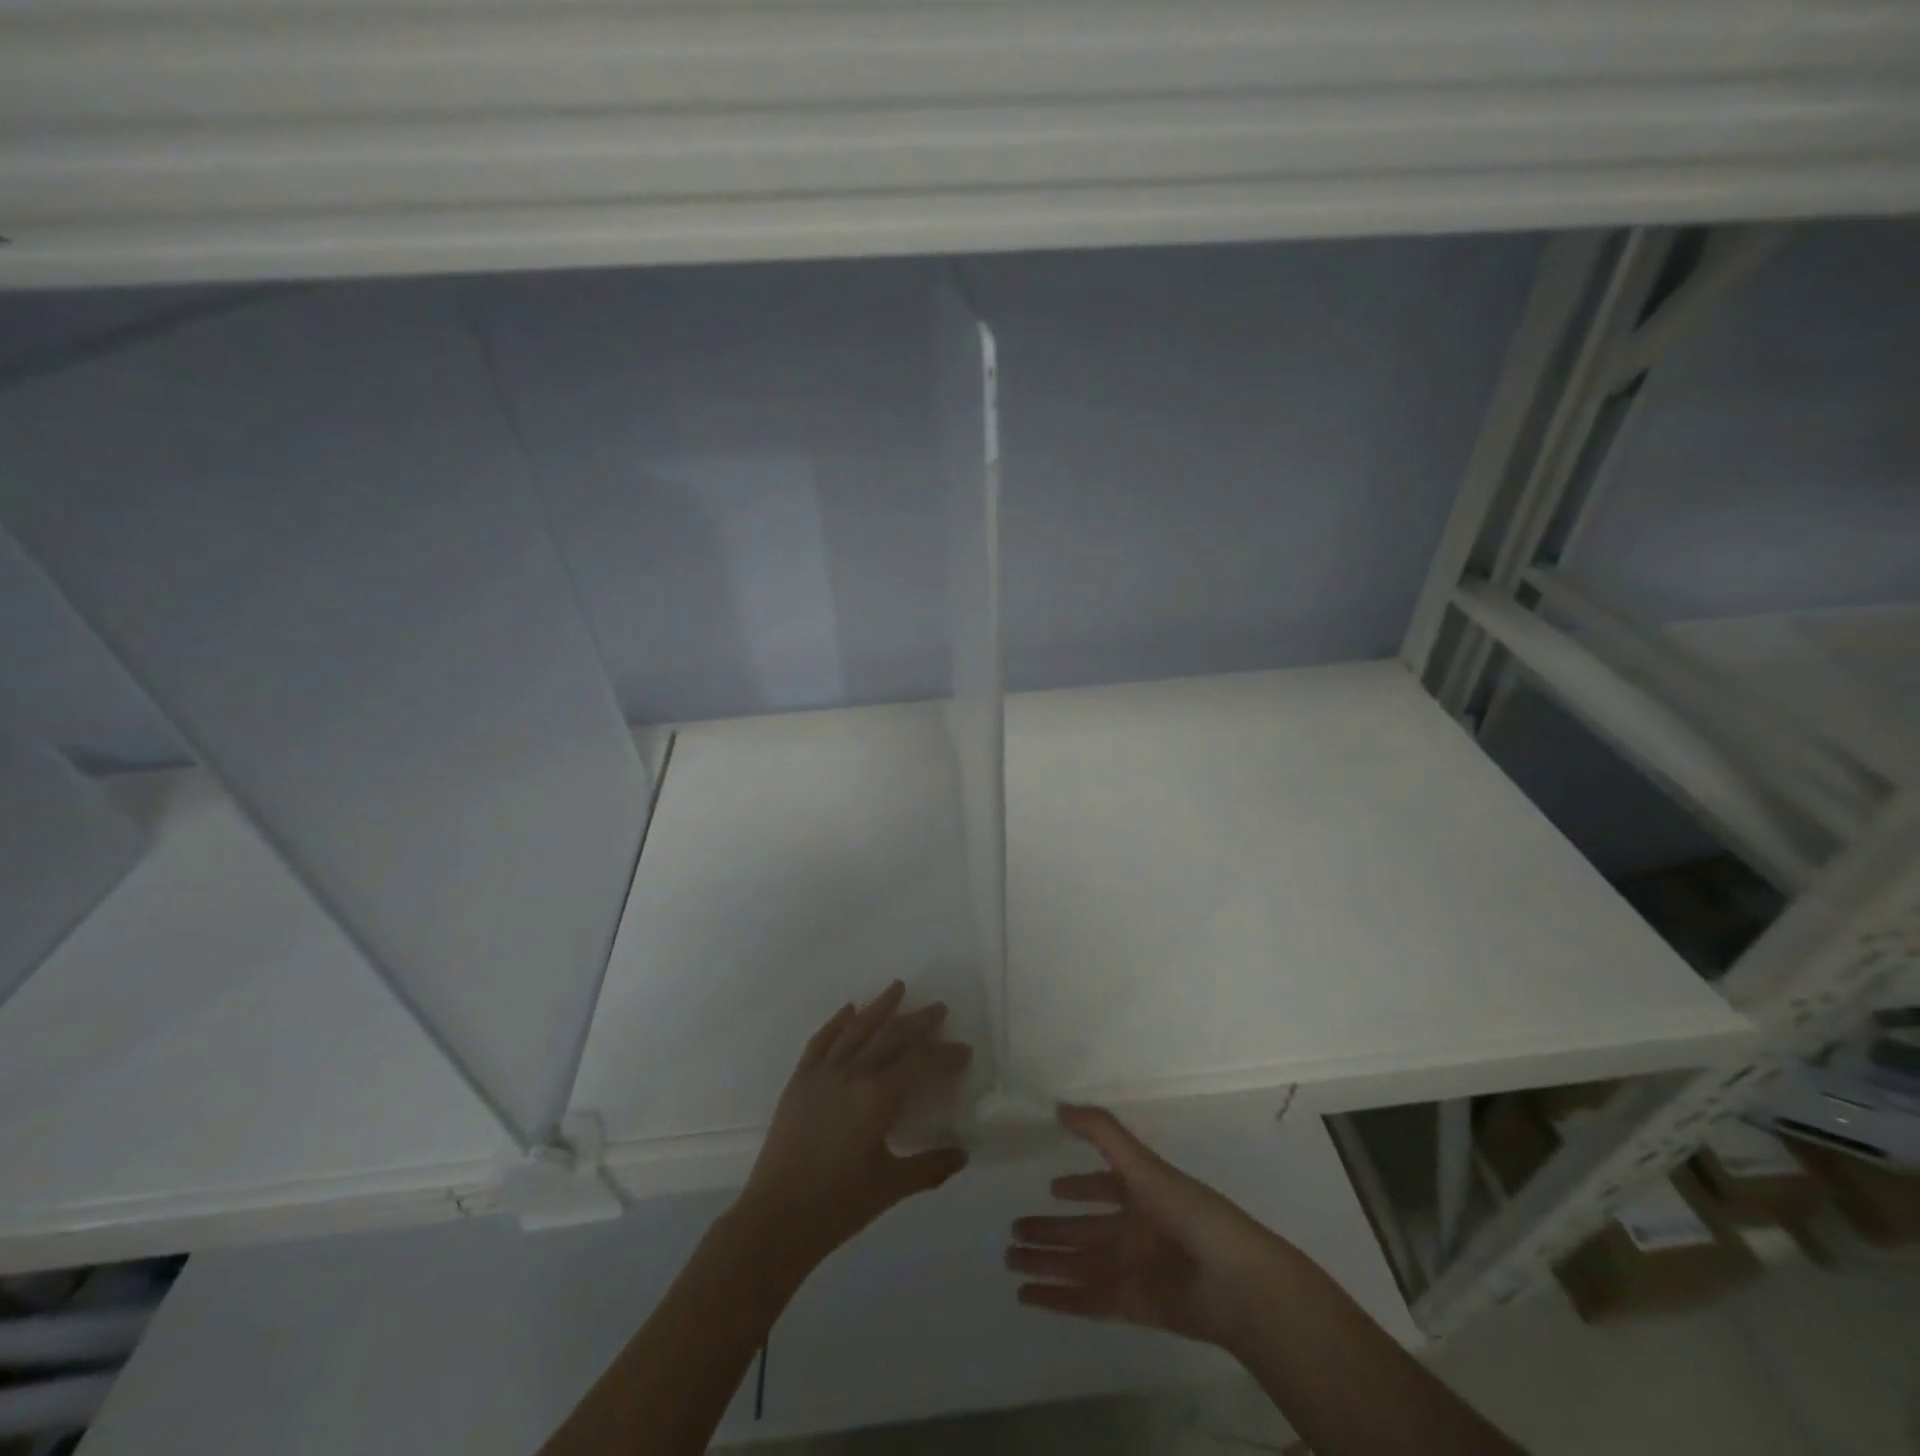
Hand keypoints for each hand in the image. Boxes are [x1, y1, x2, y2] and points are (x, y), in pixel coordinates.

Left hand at [736, 981, 971, 1276]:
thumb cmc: (838, 1204)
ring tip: (897, 987)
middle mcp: (852, 1073)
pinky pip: (821, 1041)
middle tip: (939, 1008)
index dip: (945, 1055)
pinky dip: (836, 1022)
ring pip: (856, 1030)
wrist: (776, 1218)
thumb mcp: (892, 1186)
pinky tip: (849, 1010)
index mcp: (877, 1096)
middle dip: (918, 1021)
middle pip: (891, 1036)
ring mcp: (822, 1073)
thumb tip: (963, 1155)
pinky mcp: (799, 1080)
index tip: (963, 1050)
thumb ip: (930, 1167)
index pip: (920, 1063)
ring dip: (879, 1007)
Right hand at [1006, 1104, 1299, 1351]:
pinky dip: (1057, 1298)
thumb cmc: (1190, 1213)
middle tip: (1013, 1230)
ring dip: (1046, 1262)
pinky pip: (1086, 1299)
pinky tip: (1027, 1296)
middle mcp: (1134, 1229)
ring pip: (1078, 1264)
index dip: (1079, 1187)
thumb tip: (1058, 1105)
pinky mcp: (1131, 1305)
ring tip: (1010, 1259)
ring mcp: (1132, 1269)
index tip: (1051, 1187)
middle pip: (1083, 1229)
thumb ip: (1102, 1132)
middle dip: (1050, 1230)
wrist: (1236, 1284)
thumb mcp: (1143, 1165)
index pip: (1102, 1186)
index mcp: (1141, 1193)